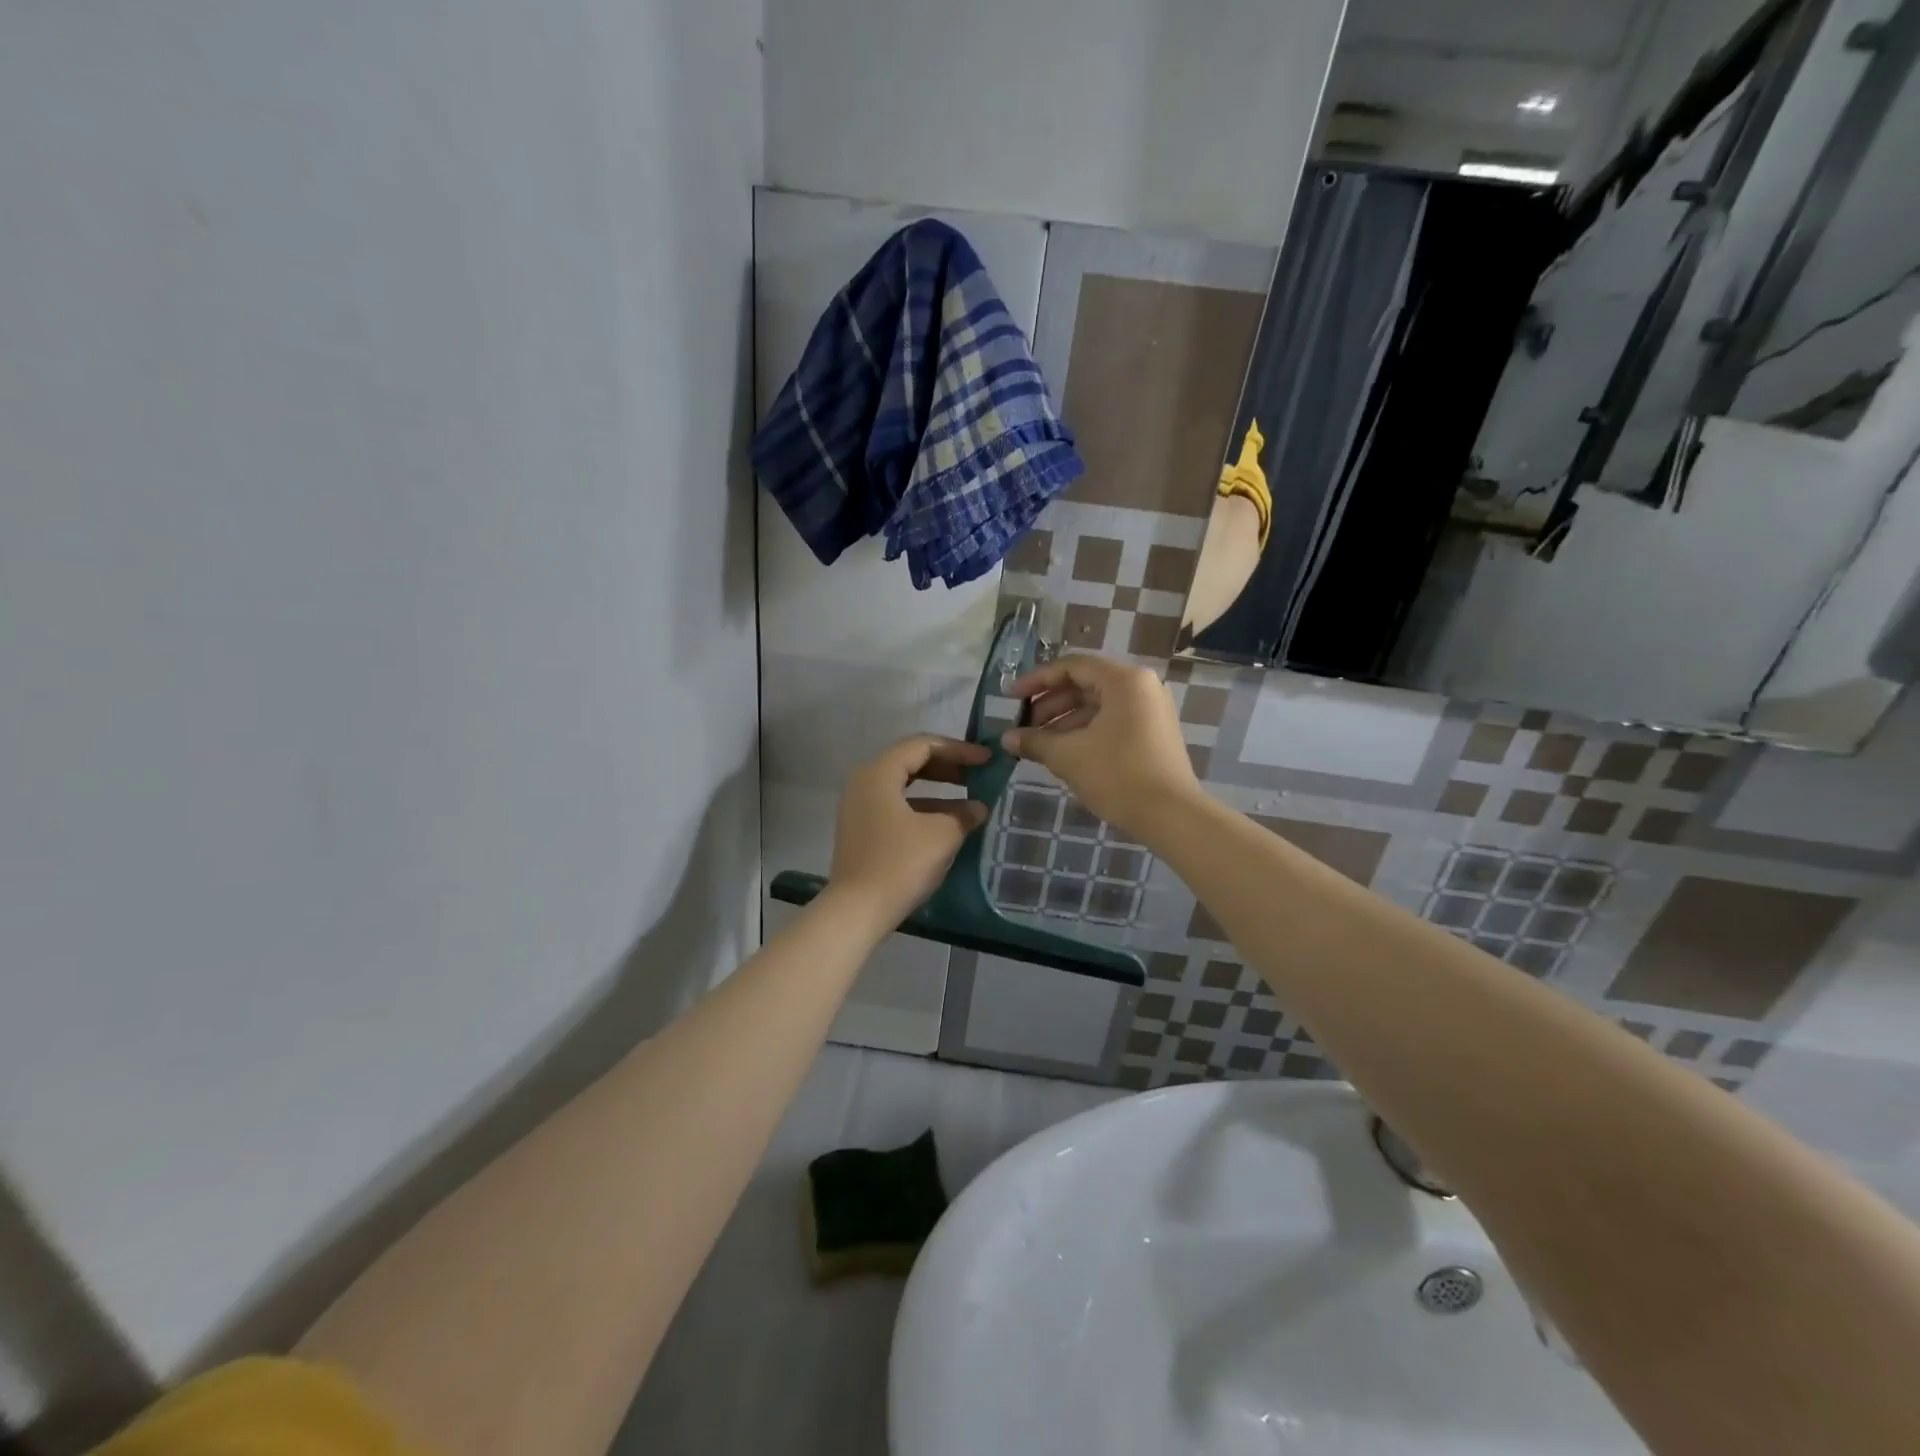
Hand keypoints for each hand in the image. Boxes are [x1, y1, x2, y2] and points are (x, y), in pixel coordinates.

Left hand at [830, 735, 990, 920]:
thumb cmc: (900, 863)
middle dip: (947, 766)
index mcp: (879, 772)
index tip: (986, 760)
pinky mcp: (861, 829)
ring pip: (903, 785)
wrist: (857, 910)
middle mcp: (864, 782)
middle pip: (910, 761)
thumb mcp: (942, 835)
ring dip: (937, 789)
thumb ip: (964, 815)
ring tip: (969, 800)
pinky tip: (947, 823)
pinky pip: (896, 806)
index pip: (923, 745)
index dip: (958, 749)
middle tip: (978, 773)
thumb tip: (978, 808)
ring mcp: (859, 807)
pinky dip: (923, 807)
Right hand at [1002, 655, 1198, 833]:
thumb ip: (1035, 741)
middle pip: (1084, 685)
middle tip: (1023, 727)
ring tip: (1038, 745)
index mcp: (1123, 680)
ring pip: (1097, 706)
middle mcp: (1141, 687)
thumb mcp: (1068, 756)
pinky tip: (1063, 753)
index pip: (1070, 667)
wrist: (1171, 816)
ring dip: (1064, 722)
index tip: (1010, 698)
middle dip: (1049, 705)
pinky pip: (1112, 721)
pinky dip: (1085, 732)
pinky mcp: (1153, 733)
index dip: (1036, 680)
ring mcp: (1150, 710)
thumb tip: (1007, 739)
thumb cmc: (1117, 775)